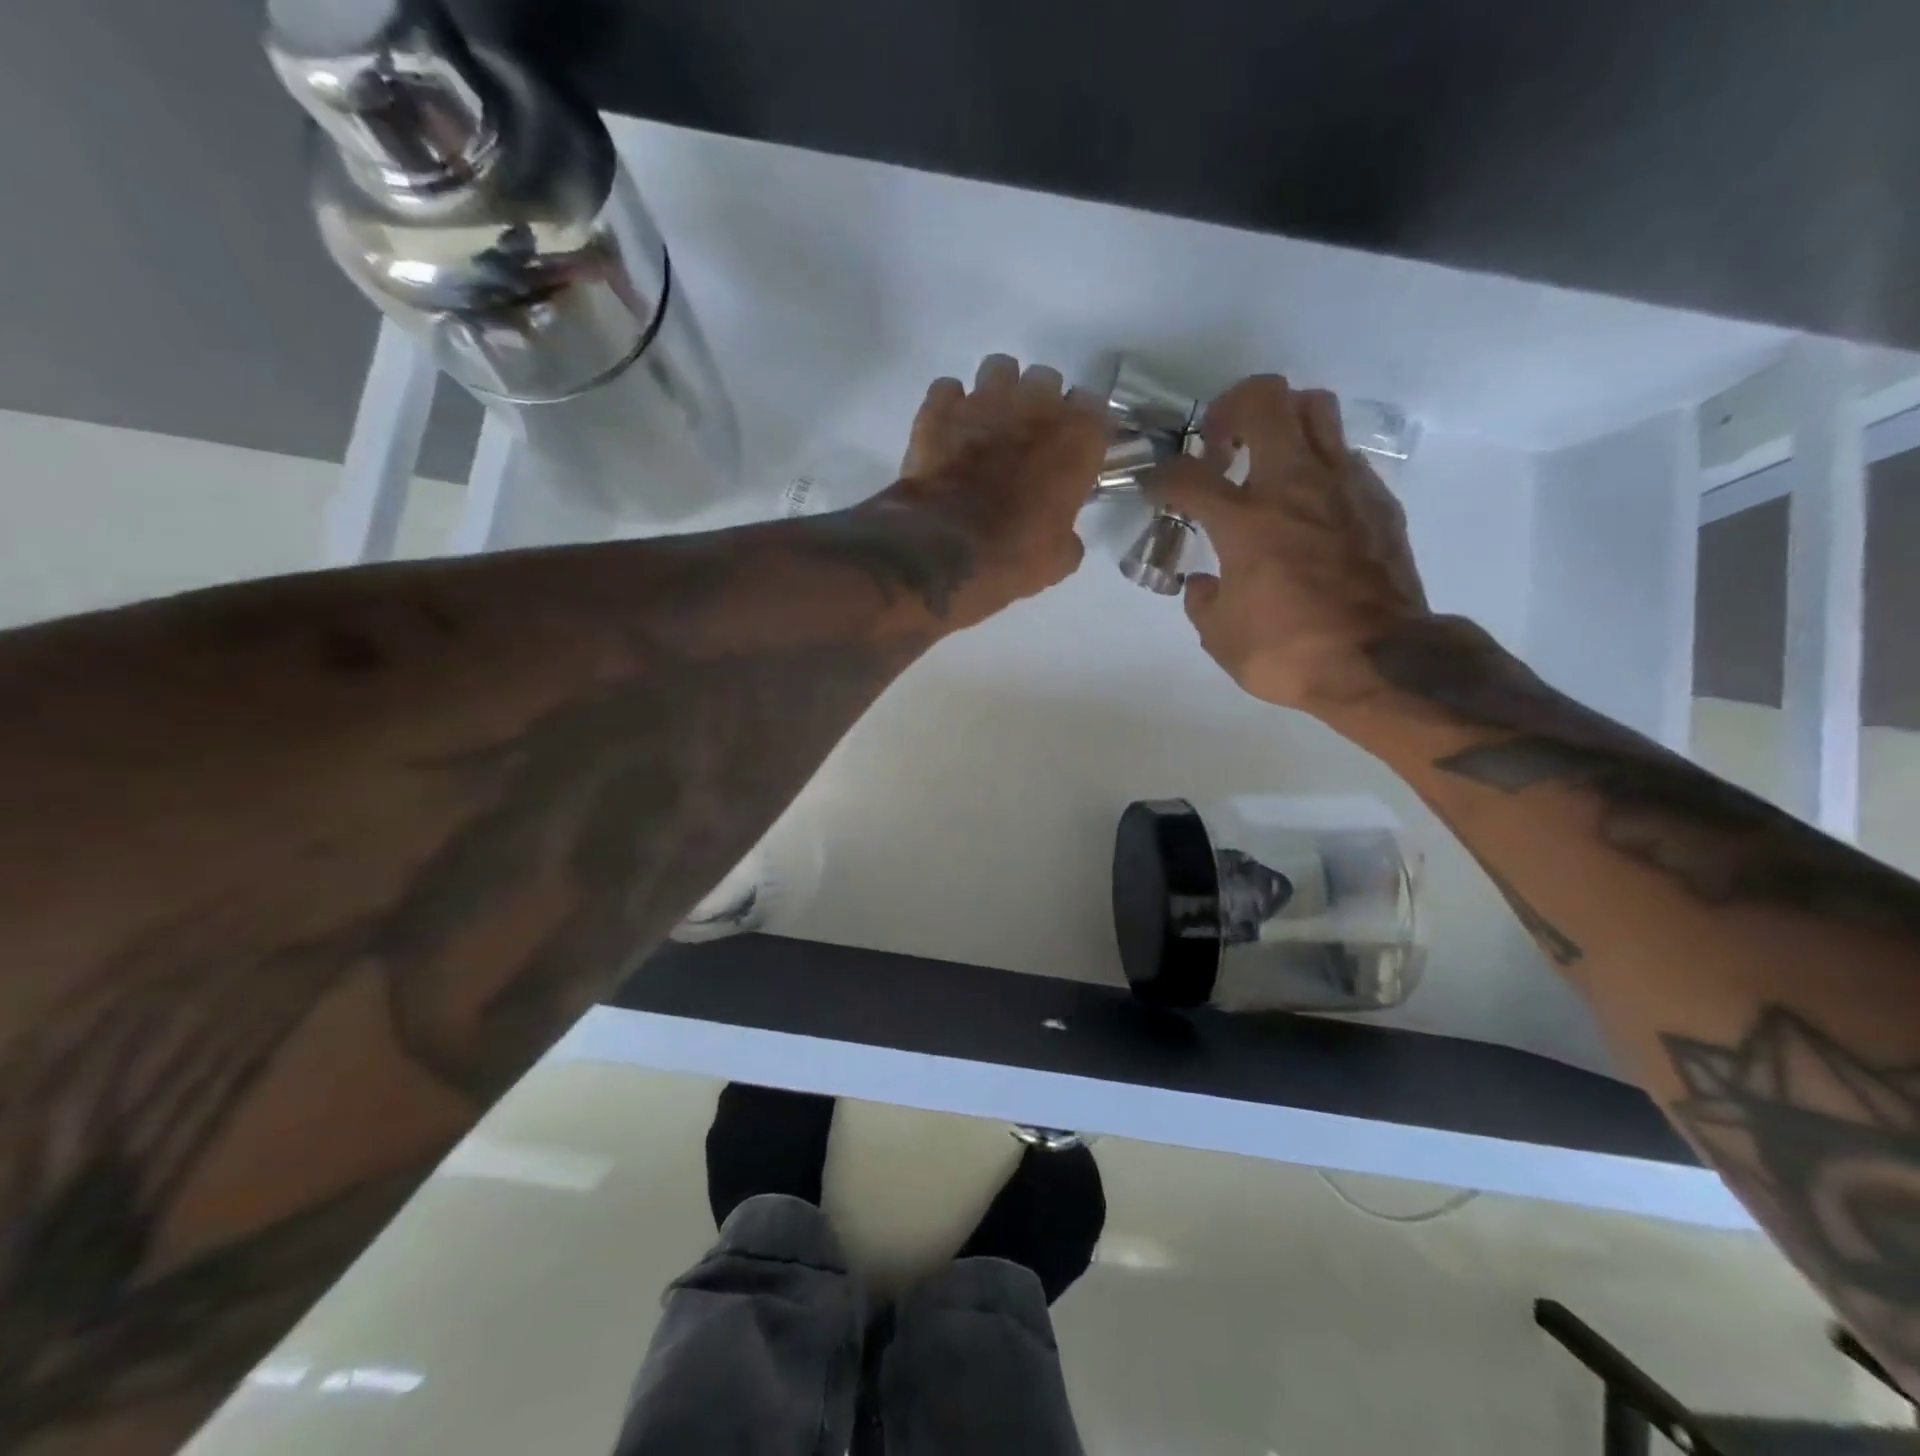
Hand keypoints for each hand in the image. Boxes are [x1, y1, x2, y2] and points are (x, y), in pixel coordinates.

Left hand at [878, 354, 1106, 625]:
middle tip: (1027, 438)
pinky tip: (949, 431)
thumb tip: (1062, 535)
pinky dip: (950, 407)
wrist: (944, 550)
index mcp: (1077, 437)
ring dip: (997, 392)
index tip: (1071, 448)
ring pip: (999, 370)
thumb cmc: (1014, 556)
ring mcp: (984, 400)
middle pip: (1046, 380)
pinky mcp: (939, 409)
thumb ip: (1068, 533)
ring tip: (988, 425)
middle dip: (1039, 404)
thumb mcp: (1059, 559)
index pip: (1094, 406)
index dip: (1081, 427)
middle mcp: (1036, 405)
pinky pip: (948, 390)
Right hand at [1149, 375, 1429, 712]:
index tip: (1156, 489)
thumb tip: (1204, 583)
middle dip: (1230, 411)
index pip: (1187, 475)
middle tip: (1219, 448)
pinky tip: (1308, 504)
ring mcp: (1341, 485)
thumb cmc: (1288, 652)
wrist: (1379, 662)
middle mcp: (1291, 485)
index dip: (1161, 476)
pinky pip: (1343, 454)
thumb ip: (1203, 601)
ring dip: (1282, 422)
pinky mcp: (1376, 499)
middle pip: (1263, 400)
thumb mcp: (1221, 638)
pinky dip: (1317, 465)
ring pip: (1314, 407)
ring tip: (1267, 460)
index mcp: (1244, 521)